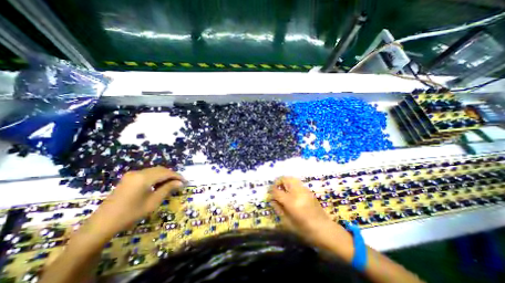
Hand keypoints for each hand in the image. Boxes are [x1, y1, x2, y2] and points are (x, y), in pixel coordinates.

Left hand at [84, 167, 184, 239]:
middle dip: (172, 175)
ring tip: (172, 184)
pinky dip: (156, 177)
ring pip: (154, 171)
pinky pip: (148, 173)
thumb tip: (180, 183)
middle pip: (161, 169)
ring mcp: (132, 174)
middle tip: (180, 183)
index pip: (166, 173)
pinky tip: (160, 184)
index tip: (185, 181)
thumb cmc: (130, 214)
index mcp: (144, 178)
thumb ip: (167, 189)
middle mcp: (138, 172)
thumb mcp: (153, 202)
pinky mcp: (129, 178)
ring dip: (165, 175)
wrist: (101, 224)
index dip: (177, 176)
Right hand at [270, 177, 349, 247]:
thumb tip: (272, 200)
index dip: (271, 191)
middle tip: (276, 190)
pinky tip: (291, 192)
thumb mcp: (288, 223)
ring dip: (285, 182)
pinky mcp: (308, 190)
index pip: (277, 191)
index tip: (271, 195)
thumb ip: (278, 209)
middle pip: (284, 179)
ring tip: (283, 189)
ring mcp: (304, 190)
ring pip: (291, 178)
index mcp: (291, 202)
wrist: (325, 229)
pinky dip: (291, 183)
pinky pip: (297, 182)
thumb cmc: (305, 230)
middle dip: (278, 182)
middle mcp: (297, 192)